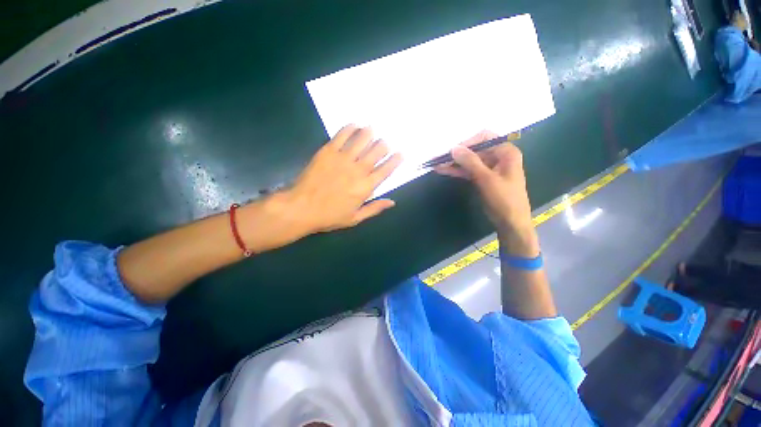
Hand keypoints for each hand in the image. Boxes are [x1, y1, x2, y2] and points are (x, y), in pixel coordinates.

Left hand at [273, 125, 402, 235]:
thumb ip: (375, 208)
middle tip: (384, 143)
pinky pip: (342, 135)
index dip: (395, 160)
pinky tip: (354, 124)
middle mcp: (358, 170)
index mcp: (366, 187)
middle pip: (377, 151)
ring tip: (372, 129)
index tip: (400, 153)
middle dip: (384, 145)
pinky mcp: (328, 151)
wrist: (301, 208)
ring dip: (369, 133)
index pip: (386, 170)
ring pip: (362, 139)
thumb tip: (392, 202)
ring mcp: (343, 158)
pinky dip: (350, 128)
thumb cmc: (329, 216)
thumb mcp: (355, 218)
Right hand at [435, 131, 538, 256]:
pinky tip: (444, 171)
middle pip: (475, 150)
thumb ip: (470, 162)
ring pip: (469, 162)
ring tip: (436, 164)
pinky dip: (457, 171)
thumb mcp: (486, 179)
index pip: (484, 138)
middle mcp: (498, 157)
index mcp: (506, 152)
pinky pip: (469, 171)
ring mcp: (490, 168)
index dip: (467, 143)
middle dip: (457, 154)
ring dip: (454, 163)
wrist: (511, 222)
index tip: (452, 151)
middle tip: (439, 158)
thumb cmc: (504, 199)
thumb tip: (453, 148)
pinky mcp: (483, 179)